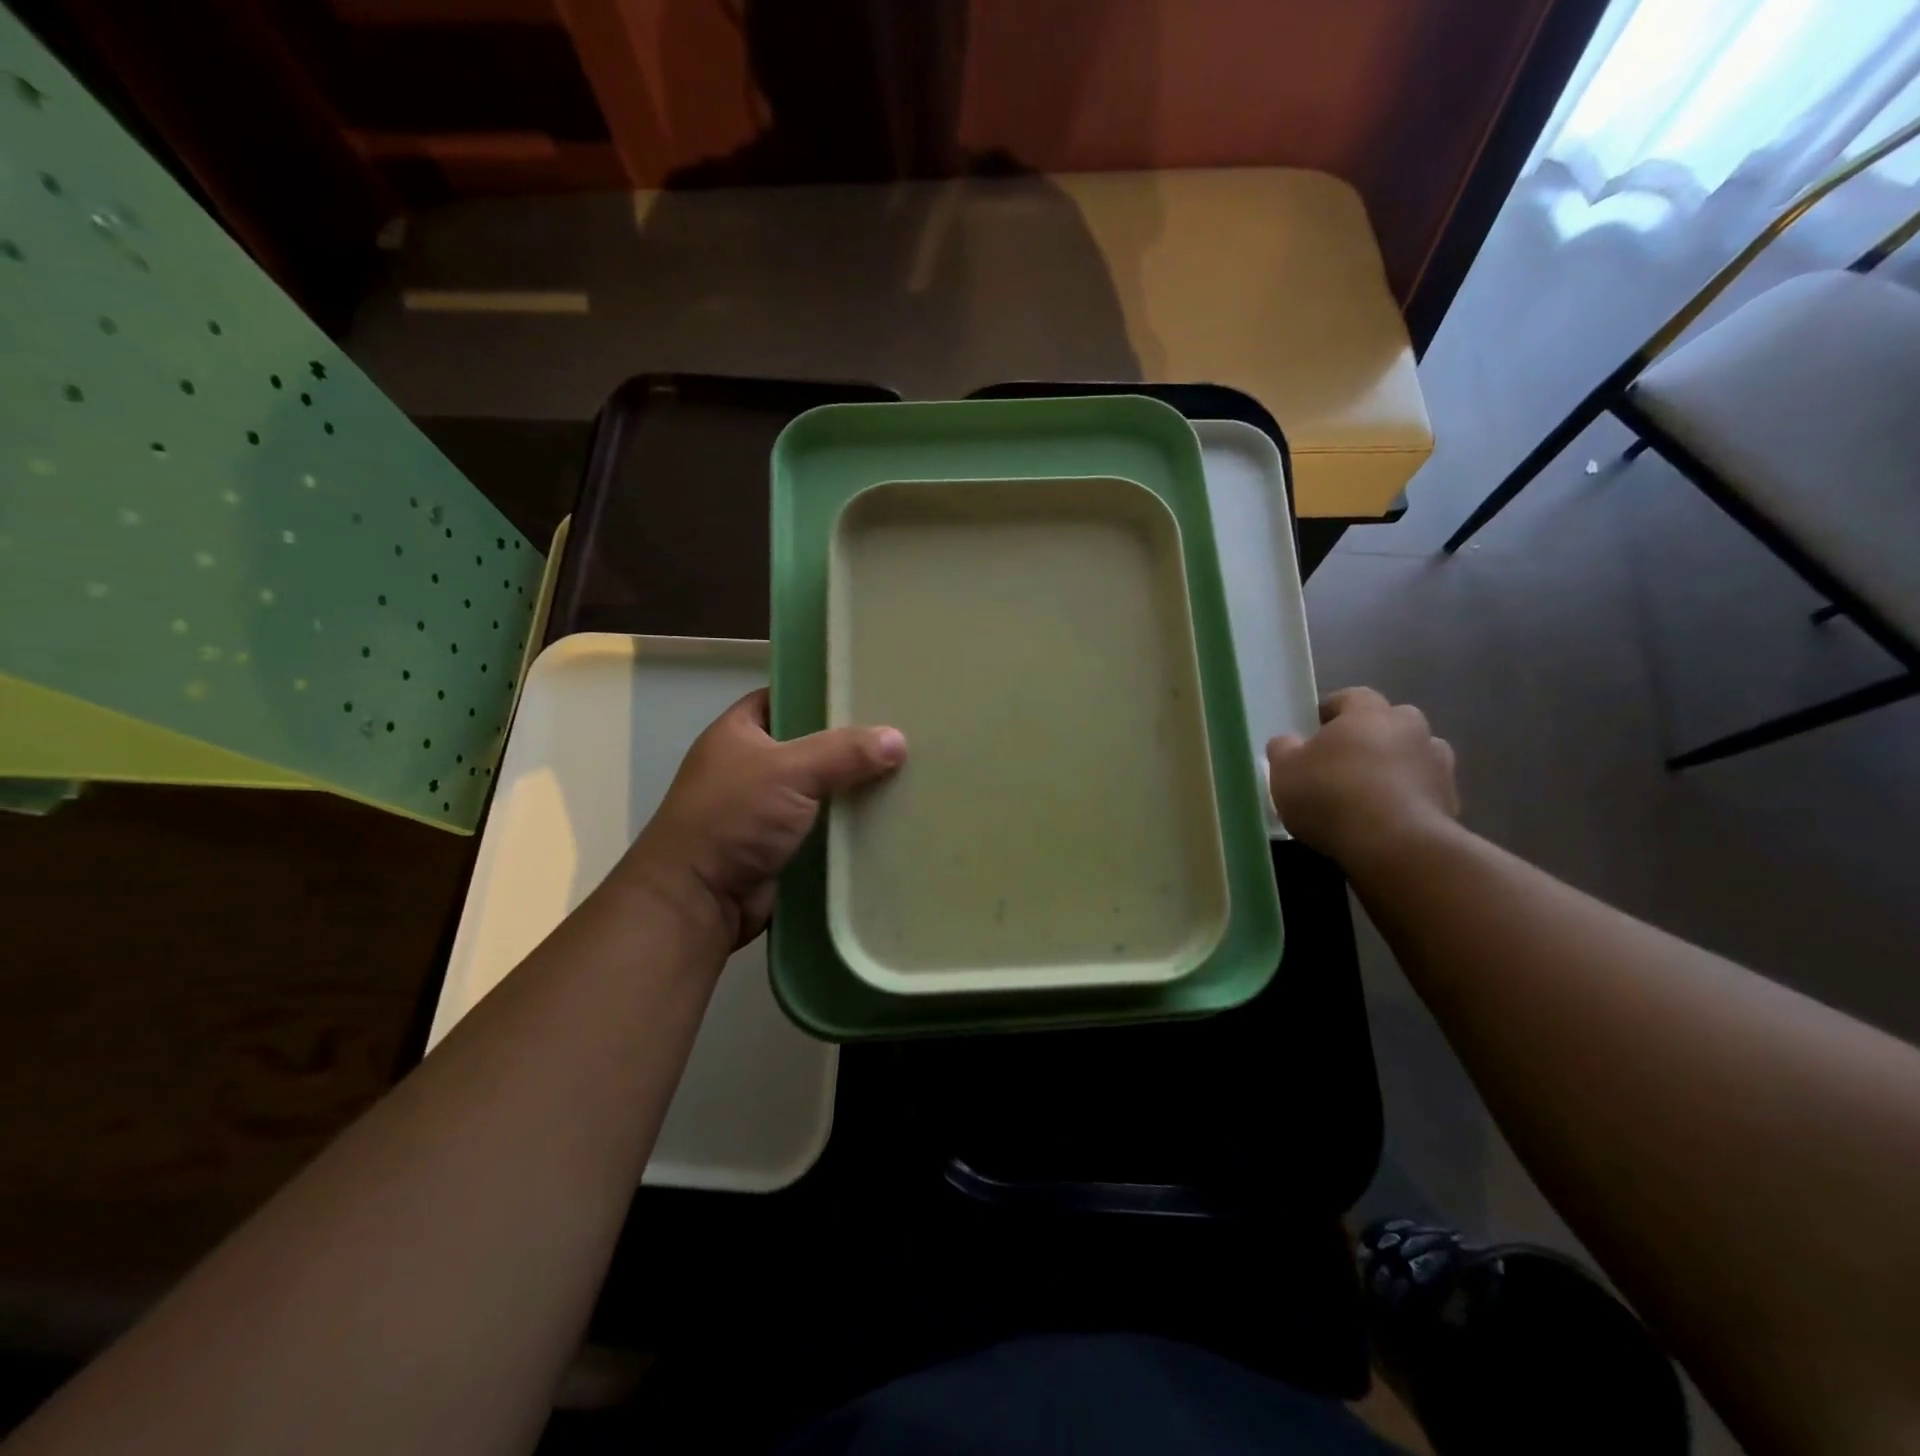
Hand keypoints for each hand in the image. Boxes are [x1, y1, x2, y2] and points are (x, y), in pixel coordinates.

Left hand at [615, 690, 905, 951]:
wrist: (698, 900)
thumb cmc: (733, 818)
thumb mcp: (789, 771)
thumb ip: (844, 752)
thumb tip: (898, 739)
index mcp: (739, 732)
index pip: (787, 697)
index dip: (824, 693)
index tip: (869, 690)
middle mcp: (751, 765)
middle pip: (811, 744)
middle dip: (850, 743)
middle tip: (901, 733)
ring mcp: (765, 808)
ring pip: (821, 788)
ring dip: (854, 787)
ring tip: (908, 772)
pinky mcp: (781, 845)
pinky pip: (824, 826)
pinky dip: (849, 824)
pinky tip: (890, 816)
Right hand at [1267, 687, 1459, 865]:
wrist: (1394, 844)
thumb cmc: (1331, 794)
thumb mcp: (1285, 771)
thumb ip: (1283, 749)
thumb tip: (1288, 742)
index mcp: (1369, 712)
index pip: (1351, 696)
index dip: (1332, 711)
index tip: (1315, 730)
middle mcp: (1410, 728)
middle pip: (1390, 722)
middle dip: (1370, 736)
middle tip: (1344, 760)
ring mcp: (1437, 763)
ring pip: (1414, 755)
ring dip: (1396, 766)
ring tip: (1370, 792)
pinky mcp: (1452, 800)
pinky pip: (1425, 790)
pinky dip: (1410, 798)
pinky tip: (1389, 820)